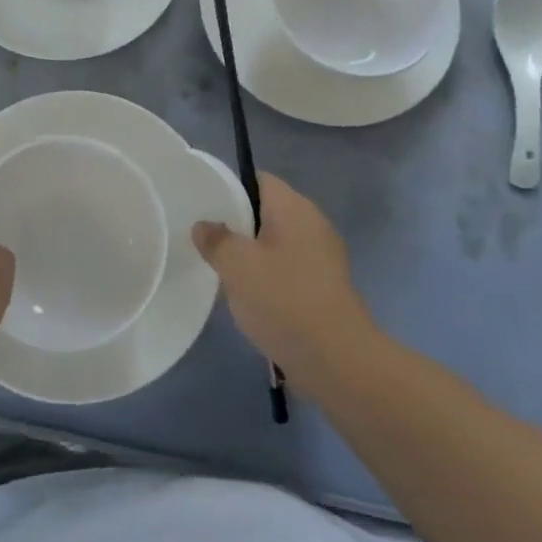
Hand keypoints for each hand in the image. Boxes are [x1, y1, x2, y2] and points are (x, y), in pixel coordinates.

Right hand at [192, 173, 374, 379]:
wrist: (337, 361)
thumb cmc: (283, 299)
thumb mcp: (236, 264)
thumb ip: (215, 239)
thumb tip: (204, 226)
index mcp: (294, 207)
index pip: (258, 180)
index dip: (230, 188)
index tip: (205, 206)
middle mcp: (313, 224)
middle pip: (268, 212)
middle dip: (238, 225)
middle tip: (207, 240)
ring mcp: (324, 258)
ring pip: (277, 244)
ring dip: (253, 255)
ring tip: (223, 271)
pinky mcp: (326, 288)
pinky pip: (289, 270)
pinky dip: (270, 279)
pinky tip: (251, 299)